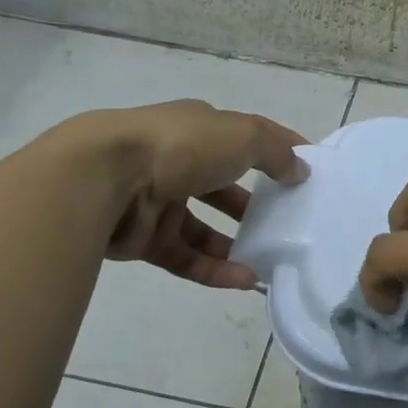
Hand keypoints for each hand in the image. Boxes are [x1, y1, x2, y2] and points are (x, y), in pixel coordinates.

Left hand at [96, 99, 307, 288]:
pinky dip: (215, 269)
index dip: (277, 151)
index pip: (244, 138)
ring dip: (236, 243)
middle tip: (287, 223)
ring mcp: (157, 201)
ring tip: (271, 260)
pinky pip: (187, 257)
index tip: (306, 172)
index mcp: (197, 128)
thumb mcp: (242, 136)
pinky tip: (246, 280)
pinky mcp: (145, 239)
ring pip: (203, 227)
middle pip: (222, 185)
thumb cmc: (180, 146)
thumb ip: (276, 153)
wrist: (101, 179)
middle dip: (254, 203)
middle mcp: (176, 160)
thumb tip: (299, 170)